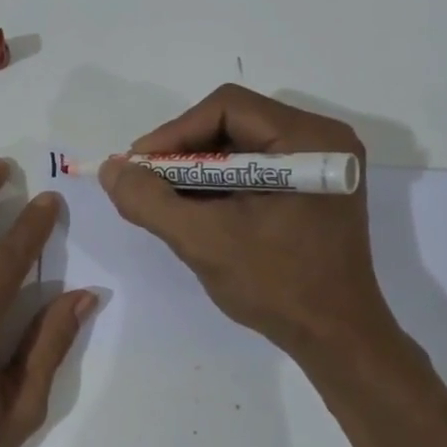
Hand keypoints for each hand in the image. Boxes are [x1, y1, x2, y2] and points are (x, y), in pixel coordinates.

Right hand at [99, 85, 399, 357]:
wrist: (335, 338)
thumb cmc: (277, 286)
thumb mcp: (203, 241)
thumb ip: (150, 201)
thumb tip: (111, 169)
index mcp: (308, 140)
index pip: (227, 108)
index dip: (174, 132)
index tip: (138, 167)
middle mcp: (320, 140)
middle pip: (233, 123)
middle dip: (182, 153)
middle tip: (145, 182)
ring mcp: (318, 166)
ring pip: (239, 147)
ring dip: (196, 170)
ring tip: (163, 199)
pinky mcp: (310, 190)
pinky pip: (253, 170)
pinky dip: (218, 186)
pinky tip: (193, 210)